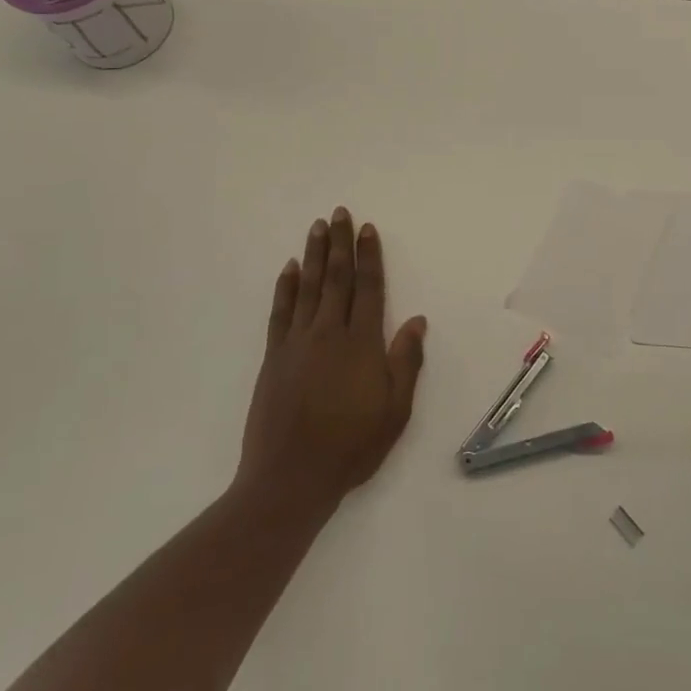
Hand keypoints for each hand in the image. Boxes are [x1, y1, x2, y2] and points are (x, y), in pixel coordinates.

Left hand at [237, 208, 426, 512]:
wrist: (290, 478)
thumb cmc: (351, 446)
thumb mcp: (395, 410)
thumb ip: (406, 361)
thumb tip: (416, 320)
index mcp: (361, 343)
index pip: (368, 287)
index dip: (369, 256)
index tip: (368, 229)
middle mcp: (328, 333)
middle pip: (336, 278)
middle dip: (340, 243)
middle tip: (340, 212)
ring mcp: (296, 343)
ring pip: (308, 287)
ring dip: (314, 255)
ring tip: (317, 227)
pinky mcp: (274, 357)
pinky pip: (280, 312)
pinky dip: (285, 287)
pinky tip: (289, 268)